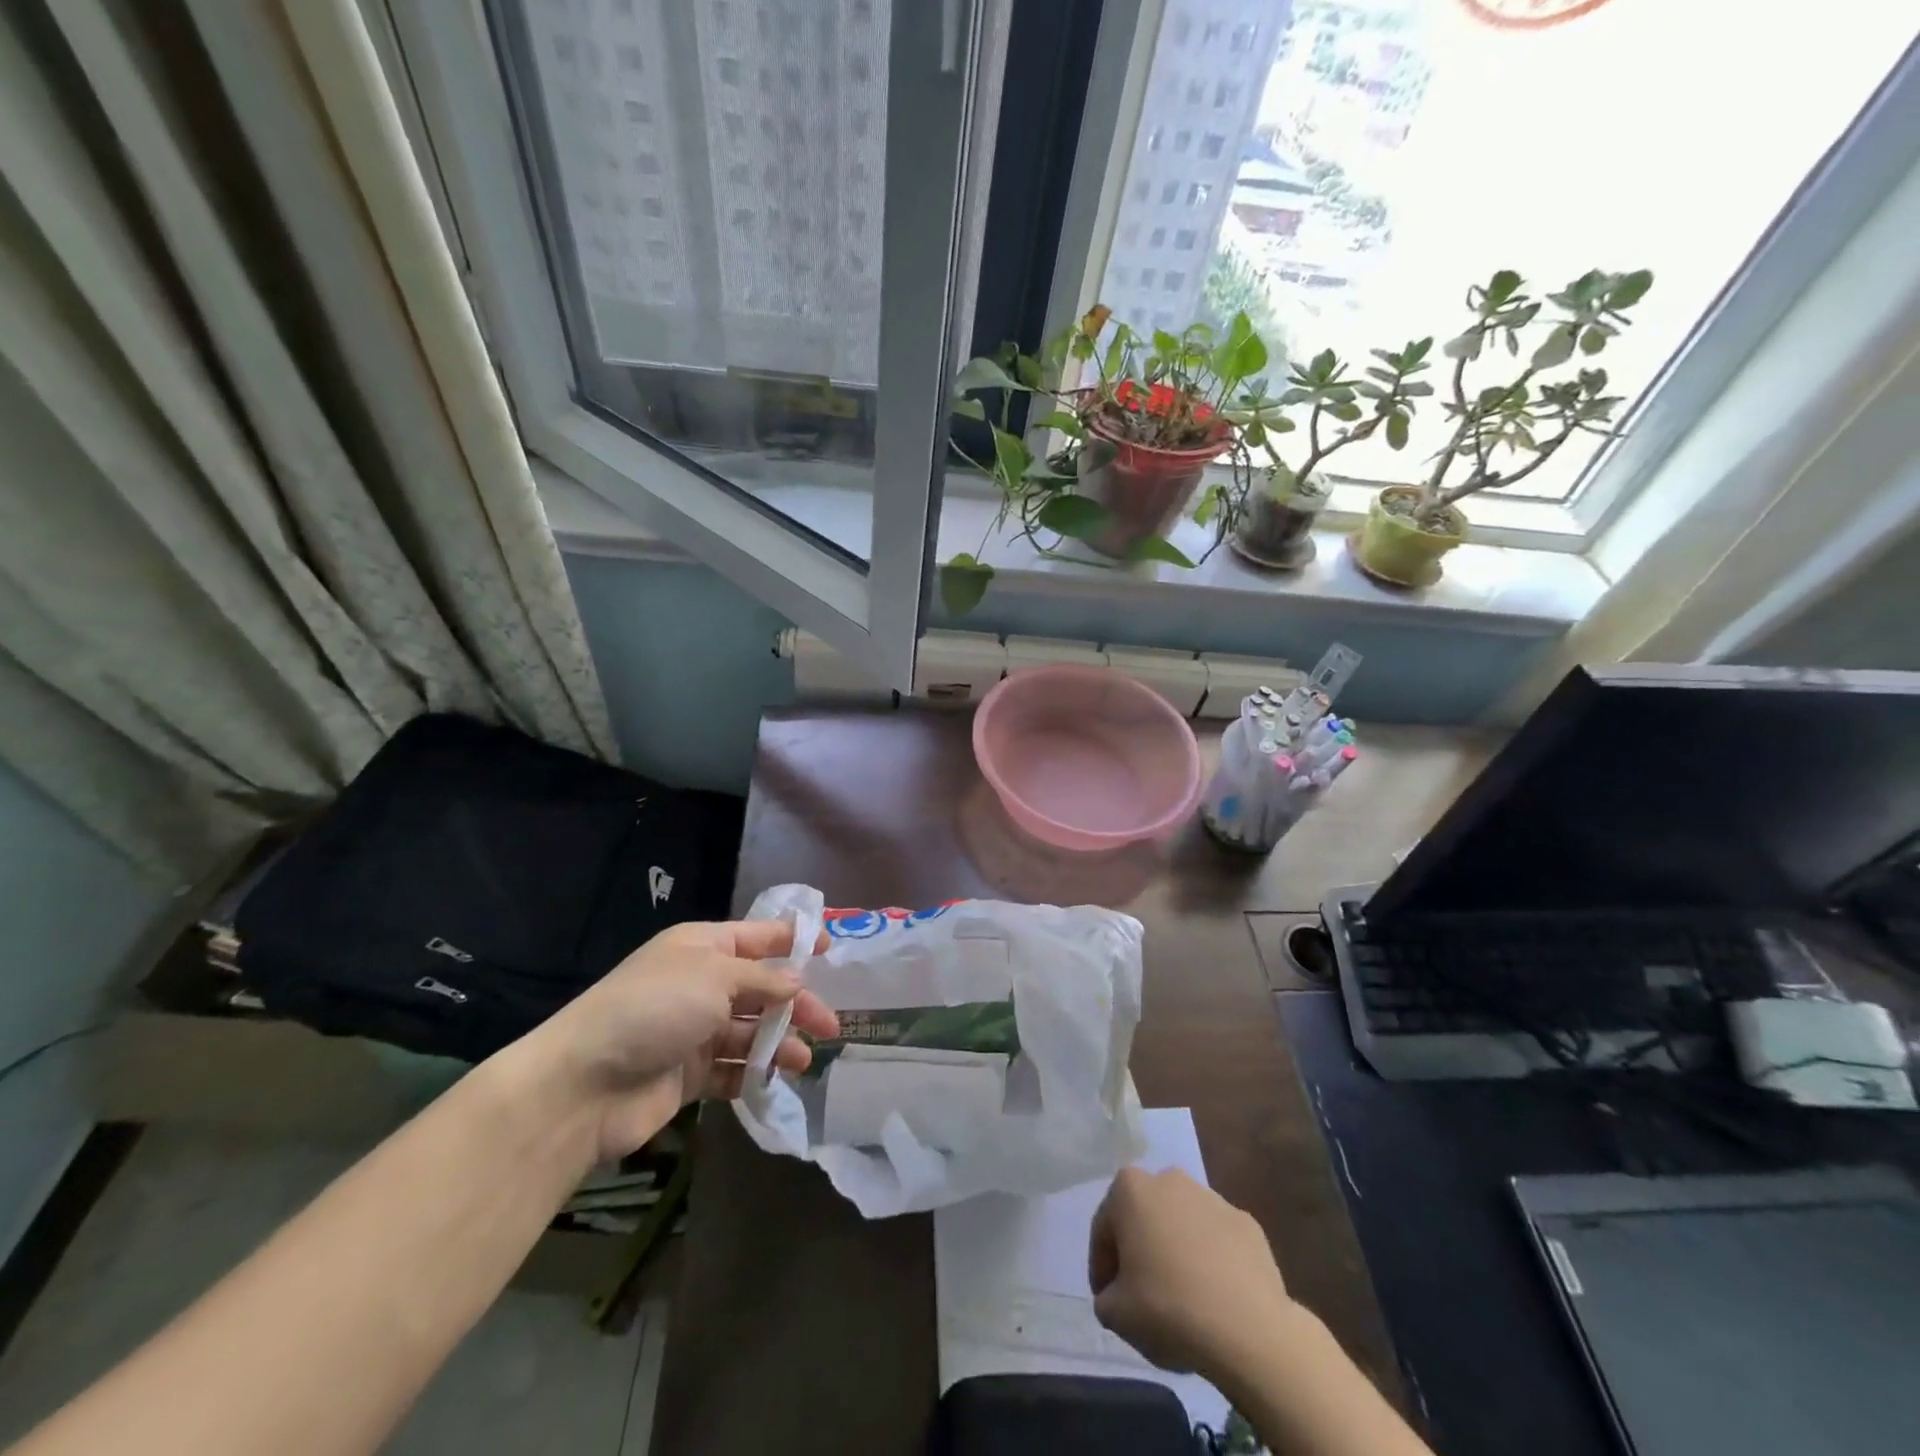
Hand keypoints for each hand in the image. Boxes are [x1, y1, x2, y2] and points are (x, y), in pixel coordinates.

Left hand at [521, 919, 837, 1160]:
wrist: (584, 1085)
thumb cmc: (654, 1010)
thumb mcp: (714, 977)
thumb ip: (762, 980)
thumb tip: (797, 983)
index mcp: (702, 948)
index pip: (757, 936)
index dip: (793, 940)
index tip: (832, 948)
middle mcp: (701, 984)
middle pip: (761, 989)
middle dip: (796, 1004)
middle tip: (830, 1025)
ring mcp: (694, 1031)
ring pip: (750, 1031)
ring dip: (778, 1042)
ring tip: (804, 1060)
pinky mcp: (689, 1075)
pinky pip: (732, 1069)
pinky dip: (754, 1074)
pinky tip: (774, 1081)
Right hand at [1088, 1168, 1296, 1377]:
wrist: (1248, 1328)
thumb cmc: (1168, 1308)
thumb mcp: (1115, 1313)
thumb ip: (1106, 1297)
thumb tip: (1117, 1295)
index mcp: (1130, 1189)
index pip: (1104, 1229)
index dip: (1102, 1267)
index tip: (1108, 1298)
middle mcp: (1169, 1180)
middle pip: (1144, 1218)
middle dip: (1140, 1250)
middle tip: (1142, 1294)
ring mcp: (1212, 1197)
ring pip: (1182, 1225)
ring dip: (1176, 1251)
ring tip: (1182, 1297)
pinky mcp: (1246, 1222)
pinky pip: (1217, 1241)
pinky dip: (1211, 1261)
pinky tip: (1215, 1297)